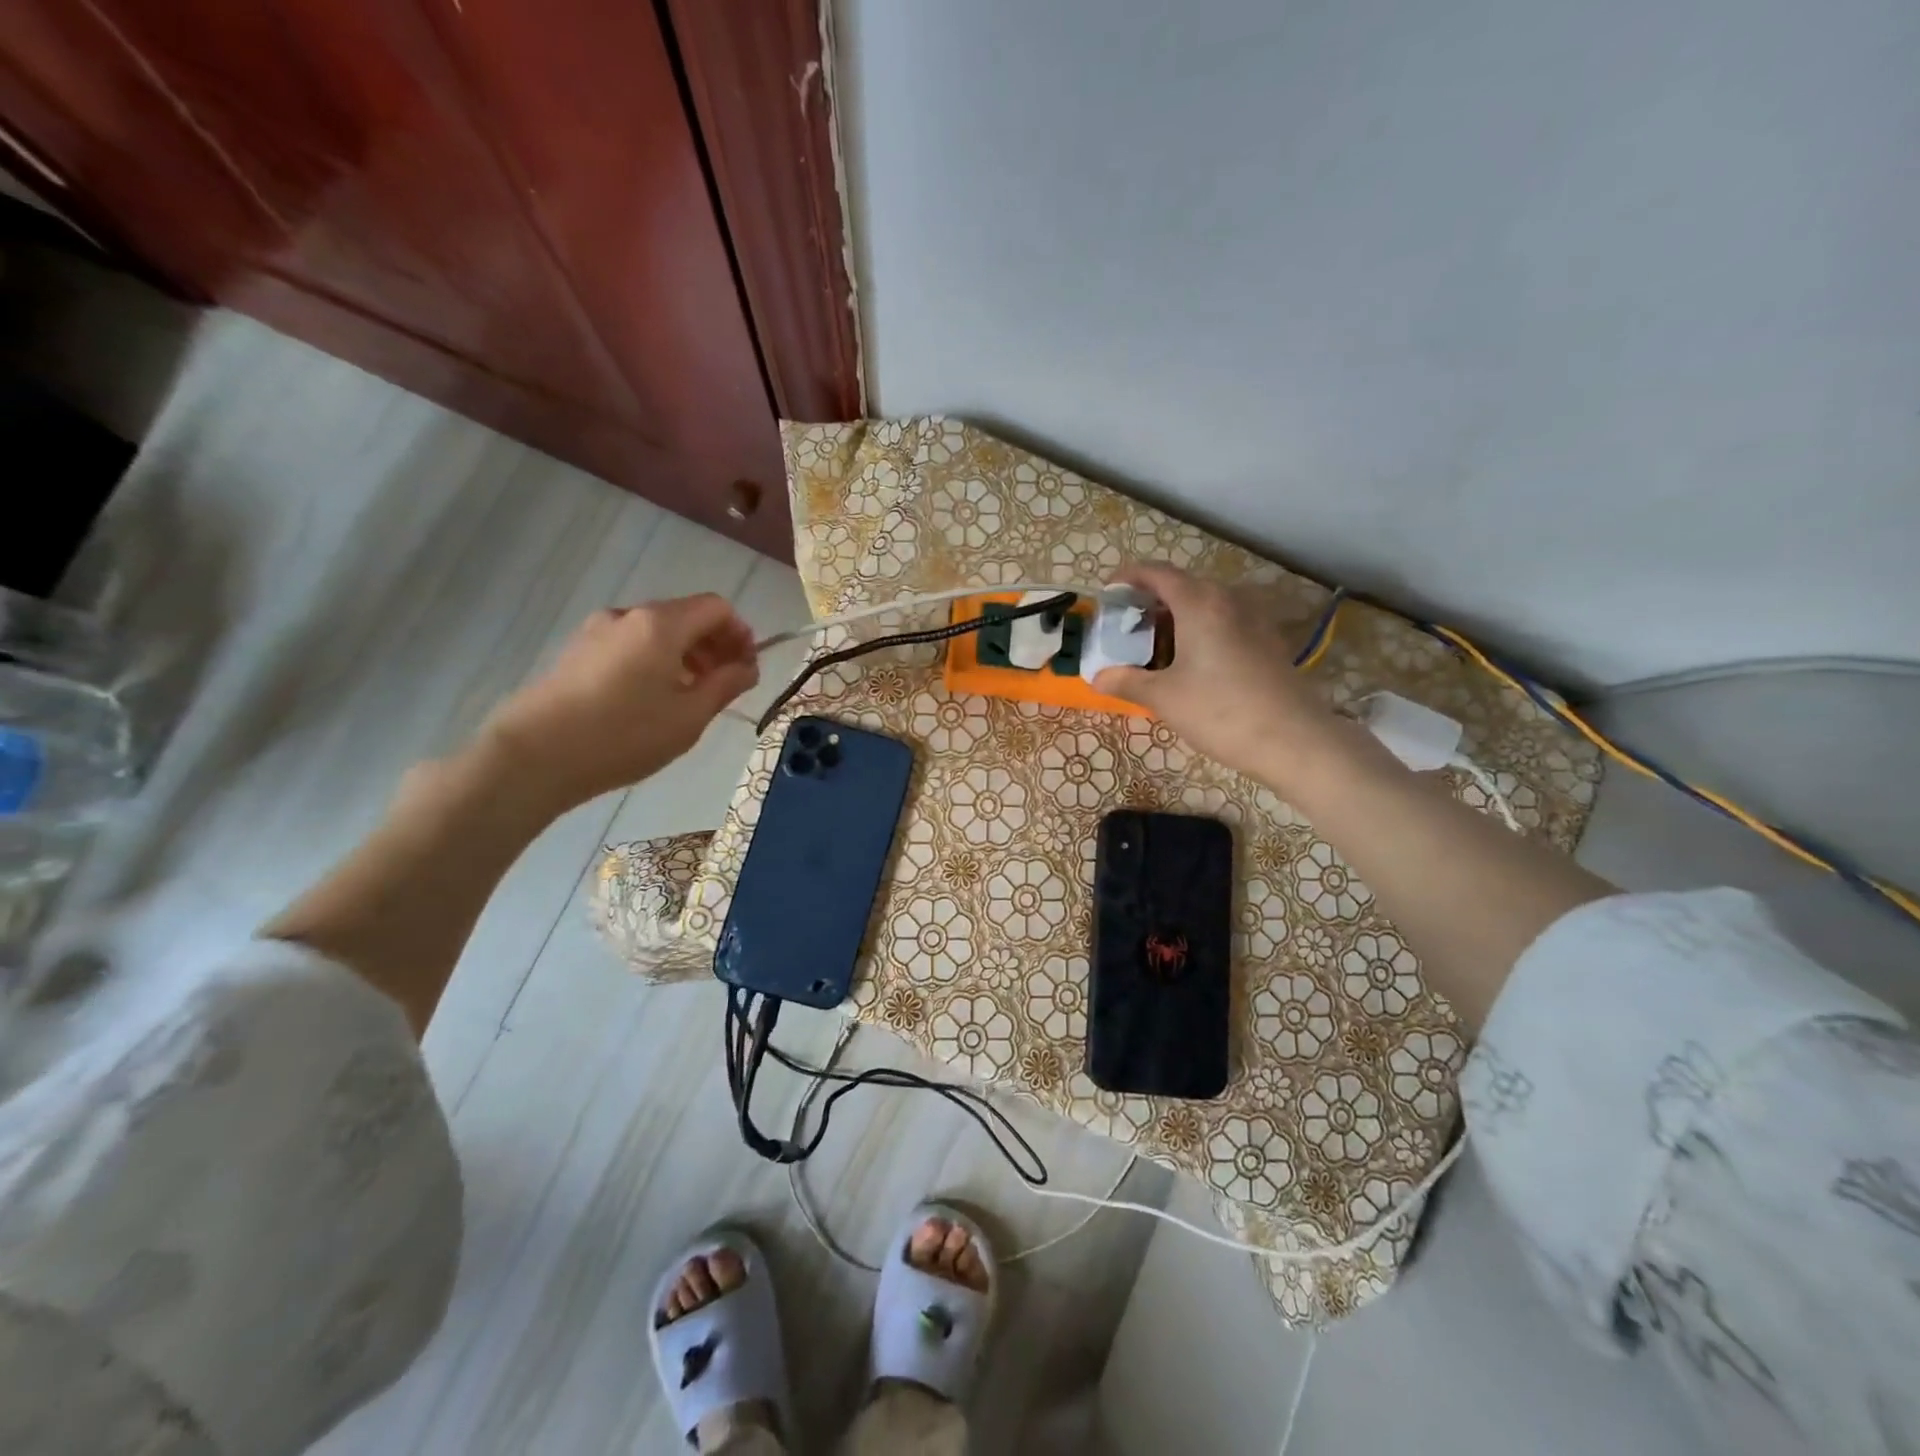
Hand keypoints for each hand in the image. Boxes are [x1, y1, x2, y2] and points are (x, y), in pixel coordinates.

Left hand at [481, 594, 758, 811]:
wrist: (535, 755)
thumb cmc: (624, 734)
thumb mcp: (690, 716)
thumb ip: (726, 685)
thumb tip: (747, 667)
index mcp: (661, 623)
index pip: (717, 607)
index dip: (741, 633)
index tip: (747, 668)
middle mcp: (629, 615)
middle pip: (686, 615)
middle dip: (714, 645)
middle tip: (725, 684)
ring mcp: (597, 631)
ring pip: (656, 632)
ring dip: (685, 655)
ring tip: (689, 696)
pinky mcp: (577, 652)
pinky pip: (630, 645)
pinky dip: (654, 661)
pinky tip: (651, 700)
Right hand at [1093, 563, 1345, 785]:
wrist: (1293, 740)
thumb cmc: (1220, 712)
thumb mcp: (1164, 699)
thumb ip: (1127, 682)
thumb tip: (1097, 677)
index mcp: (1199, 604)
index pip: (1158, 574)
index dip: (1129, 577)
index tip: (1108, 590)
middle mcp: (1228, 601)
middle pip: (1183, 587)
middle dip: (1151, 601)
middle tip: (1126, 627)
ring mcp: (1254, 620)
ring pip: (1206, 605)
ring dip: (1177, 617)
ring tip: (1155, 646)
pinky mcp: (1268, 641)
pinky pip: (1225, 622)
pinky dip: (1201, 630)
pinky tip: (1191, 662)